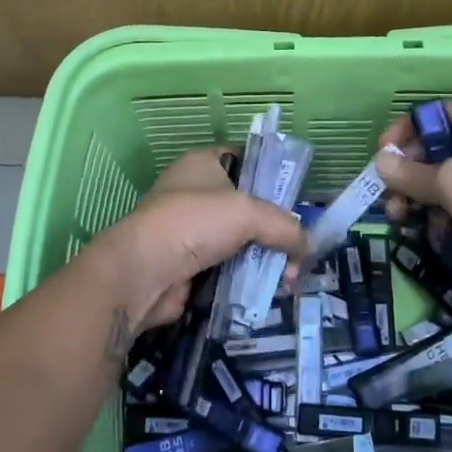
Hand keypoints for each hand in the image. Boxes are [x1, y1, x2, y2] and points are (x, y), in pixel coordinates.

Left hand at [86, 148, 304, 330]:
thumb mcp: (249, 213)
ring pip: (241, 242)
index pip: (244, 160)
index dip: (270, 175)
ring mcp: (191, 231)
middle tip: (297, 252)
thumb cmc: (194, 222)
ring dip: (265, 260)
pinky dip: (247, 279)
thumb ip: (284, 226)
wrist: (143, 272)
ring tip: (287, 280)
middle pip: (247, 207)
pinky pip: (228, 269)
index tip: (295, 199)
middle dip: (275, 230)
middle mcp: (196, 193)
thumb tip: (308, 247)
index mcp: (203, 163)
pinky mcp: (190, 266)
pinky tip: (269, 292)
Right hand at [374, 102, 451, 298]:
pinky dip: (440, 218)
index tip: (383, 155)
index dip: (405, 132)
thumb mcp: (448, 181)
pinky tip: (433, 235)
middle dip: (407, 176)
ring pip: (442, 182)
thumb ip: (409, 173)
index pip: (434, 115)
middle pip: (434, 151)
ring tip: (401, 220)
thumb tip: (379, 162)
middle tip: (389, 198)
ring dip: (418, 200)